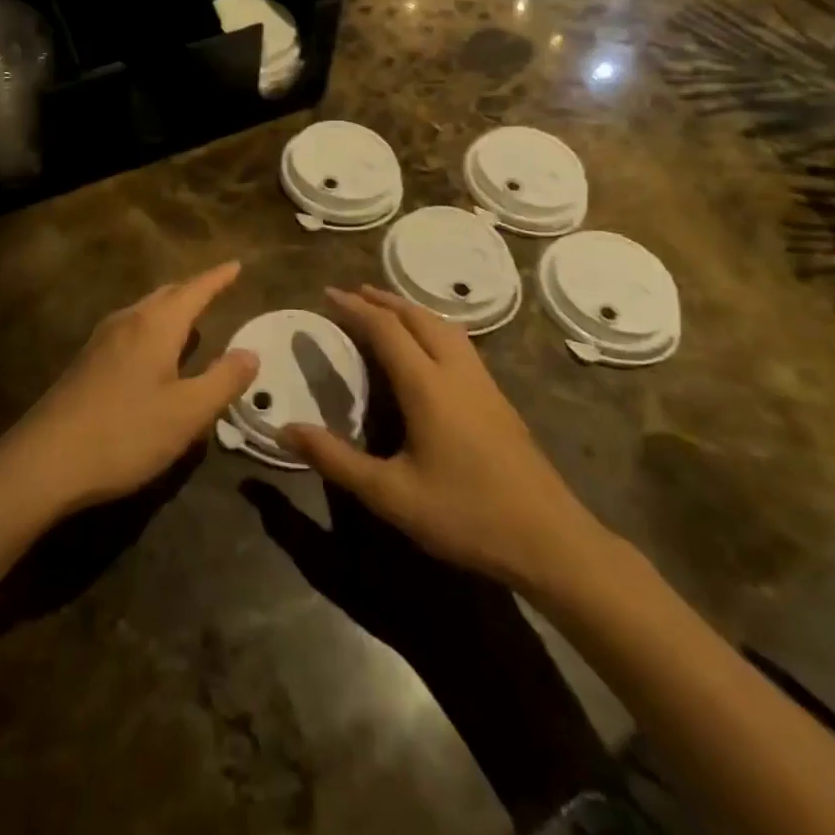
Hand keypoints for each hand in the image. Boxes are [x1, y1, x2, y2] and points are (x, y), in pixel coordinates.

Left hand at [2, 262, 257, 515]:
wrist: (44, 461)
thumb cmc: (125, 433)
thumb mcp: (187, 413)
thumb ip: (223, 380)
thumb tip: (250, 352)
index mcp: (155, 325)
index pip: (195, 290)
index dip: (218, 278)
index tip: (236, 265)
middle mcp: (127, 321)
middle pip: (166, 294)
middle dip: (193, 290)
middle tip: (217, 290)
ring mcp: (101, 341)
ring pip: (144, 311)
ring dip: (170, 309)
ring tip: (190, 320)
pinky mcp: (86, 363)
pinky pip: (130, 330)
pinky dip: (152, 329)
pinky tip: (153, 355)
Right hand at [281, 286, 609, 597]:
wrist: (550, 540)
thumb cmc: (465, 515)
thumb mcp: (390, 495)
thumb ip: (335, 460)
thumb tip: (283, 430)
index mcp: (427, 385)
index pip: (385, 329)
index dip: (354, 308)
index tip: (328, 294)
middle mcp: (456, 371)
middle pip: (417, 317)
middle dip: (383, 300)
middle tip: (353, 294)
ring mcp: (483, 382)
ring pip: (444, 325)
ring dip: (411, 310)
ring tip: (386, 310)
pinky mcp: (498, 398)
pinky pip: (459, 342)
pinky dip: (432, 327)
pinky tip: (429, 348)